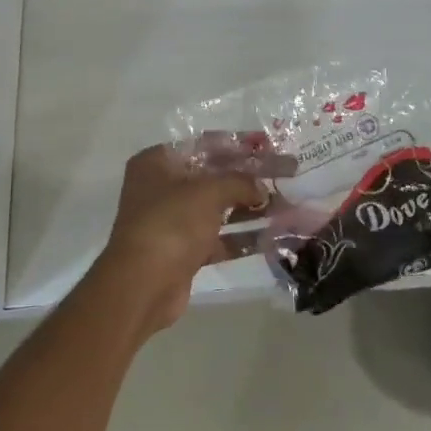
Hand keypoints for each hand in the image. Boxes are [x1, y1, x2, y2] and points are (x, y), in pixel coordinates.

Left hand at [99, 137, 295, 334]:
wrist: (141, 286)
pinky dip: (243, 237)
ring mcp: (173, 221)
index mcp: (158, 162)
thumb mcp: (207, 193)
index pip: (204, 144)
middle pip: (214, 176)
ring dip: (252, 208)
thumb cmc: (171, 224)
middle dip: (251, 177)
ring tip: (288, 206)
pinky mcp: (184, 251)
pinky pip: (219, 238)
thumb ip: (239, 182)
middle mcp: (163, 188)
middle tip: (288, 173)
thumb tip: (261, 189)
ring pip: (219, 208)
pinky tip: (273, 236)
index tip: (269, 145)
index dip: (239, 144)